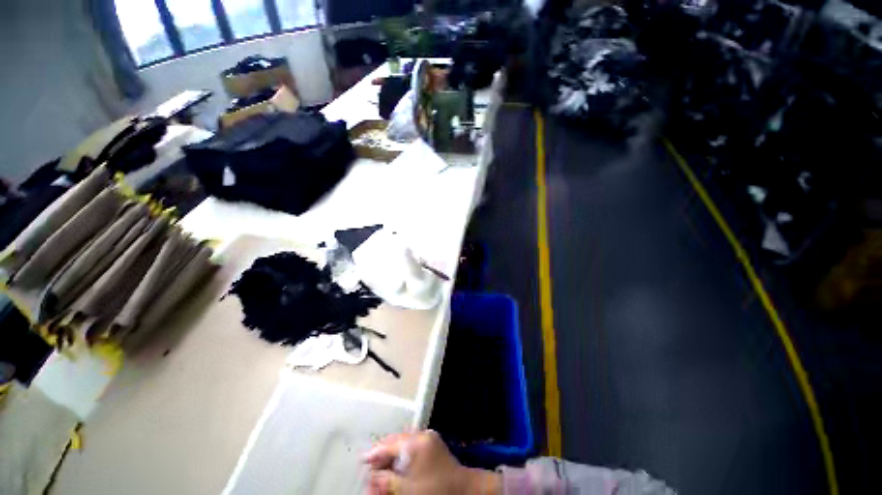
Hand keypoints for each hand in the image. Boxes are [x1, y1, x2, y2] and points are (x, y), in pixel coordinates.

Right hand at [363, 430, 500, 494]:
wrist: (463, 489)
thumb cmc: (434, 489)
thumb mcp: (407, 489)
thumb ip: (386, 481)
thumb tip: (369, 478)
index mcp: (415, 442)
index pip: (389, 445)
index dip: (374, 453)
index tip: (362, 460)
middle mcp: (422, 435)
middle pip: (395, 443)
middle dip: (382, 457)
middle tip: (371, 471)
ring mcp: (428, 438)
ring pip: (403, 445)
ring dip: (391, 458)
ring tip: (382, 472)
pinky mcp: (433, 444)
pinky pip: (412, 447)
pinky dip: (402, 457)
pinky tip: (397, 469)